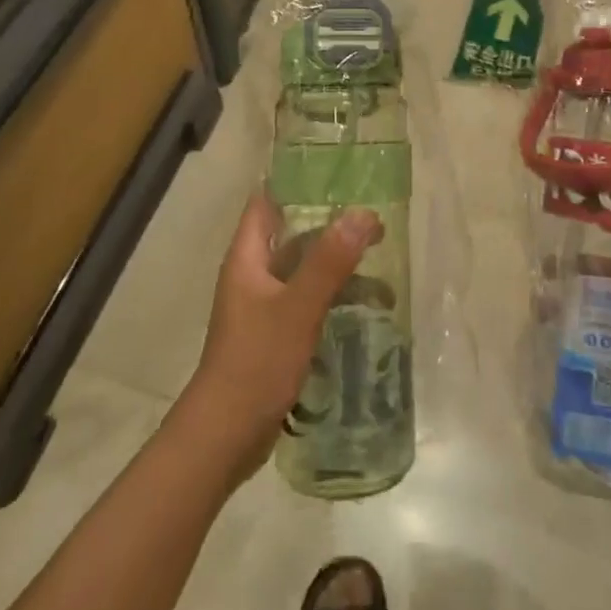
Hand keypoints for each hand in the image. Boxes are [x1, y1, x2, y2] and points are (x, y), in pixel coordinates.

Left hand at [175, 191, 381, 482]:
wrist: (226, 434)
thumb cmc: (256, 361)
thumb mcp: (298, 307)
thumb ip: (329, 261)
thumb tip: (362, 212)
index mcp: (247, 258)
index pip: (267, 203)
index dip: (295, 184)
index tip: (338, 175)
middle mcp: (252, 276)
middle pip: (293, 238)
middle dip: (332, 231)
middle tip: (377, 227)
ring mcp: (262, 307)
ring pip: (304, 274)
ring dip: (338, 271)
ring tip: (384, 280)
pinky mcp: (273, 335)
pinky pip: (306, 304)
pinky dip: (332, 300)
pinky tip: (364, 312)